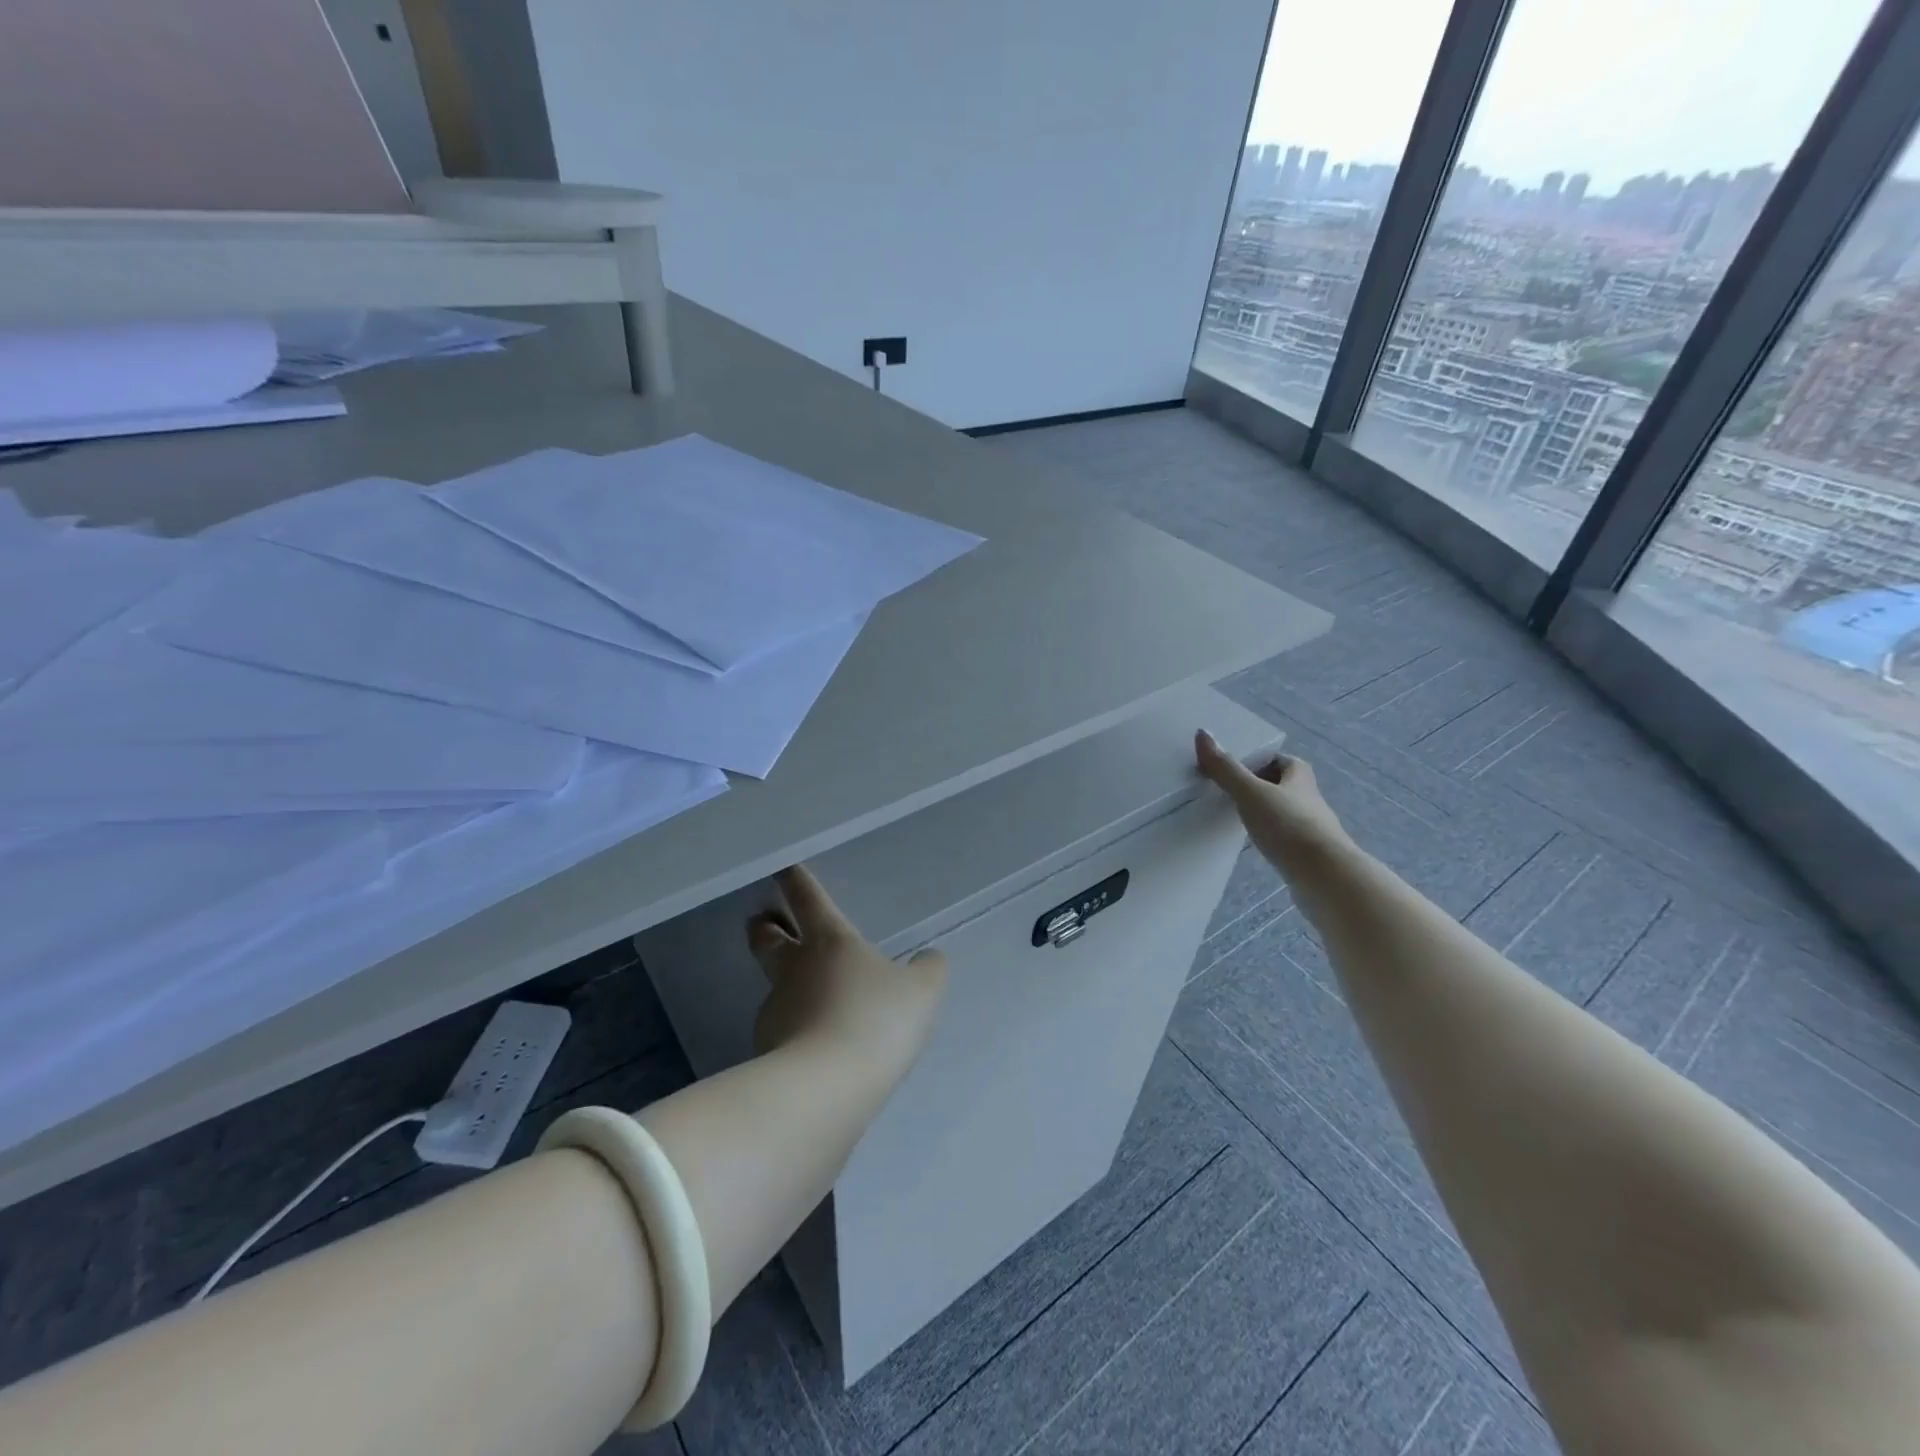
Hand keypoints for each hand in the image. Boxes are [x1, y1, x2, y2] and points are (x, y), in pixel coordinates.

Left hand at [746, 865, 947, 1080]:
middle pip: (769, 940)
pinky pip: (784, 1031)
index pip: (810, 900)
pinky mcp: (767, 1051)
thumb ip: (927, 970)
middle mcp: (795, 969)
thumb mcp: (921, 991)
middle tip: (761, 921)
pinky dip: (795, 1029)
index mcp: (830, 942)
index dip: (797, 882)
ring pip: (776, 987)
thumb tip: (929, 959)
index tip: (783, 868)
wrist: (825, 1089)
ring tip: (807, 998)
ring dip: (785, 984)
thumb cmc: (875, 1020)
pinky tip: (814, 1046)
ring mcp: (776, 1010)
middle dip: (765, 928)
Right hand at [1195, 730, 1352, 881]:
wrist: (1325, 876)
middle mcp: (1308, 796)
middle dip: (1256, 785)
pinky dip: (1267, 835)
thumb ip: (1226, 768)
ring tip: (1232, 817)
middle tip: (1226, 791)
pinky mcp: (1307, 852)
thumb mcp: (1251, 793)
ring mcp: (1310, 826)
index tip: (1231, 769)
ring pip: (1281, 811)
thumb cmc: (1288, 826)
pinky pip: (1282, 836)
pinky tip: (1252, 844)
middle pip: (1279, 784)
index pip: (1277, 759)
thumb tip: (1202, 733)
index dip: (1256, 760)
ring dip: (1261, 811)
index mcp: (1299, 775)